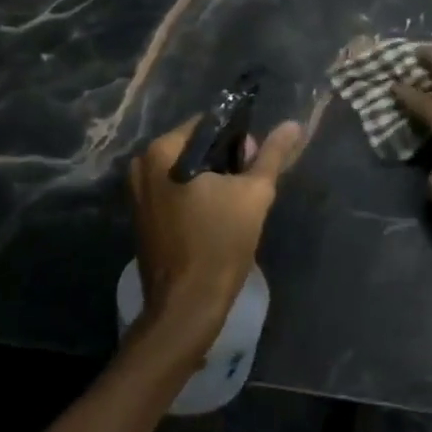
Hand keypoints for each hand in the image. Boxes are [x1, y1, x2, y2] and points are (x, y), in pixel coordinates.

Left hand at [128, 116, 303, 358]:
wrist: (186, 307)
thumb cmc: (219, 244)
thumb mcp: (254, 194)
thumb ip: (272, 154)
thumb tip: (293, 125)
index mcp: (163, 151)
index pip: (210, 124)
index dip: (239, 139)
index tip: (254, 165)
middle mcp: (143, 165)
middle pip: (196, 146)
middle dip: (226, 161)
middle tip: (248, 187)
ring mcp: (138, 193)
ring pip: (186, 170)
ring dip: (213, 180)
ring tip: (235, 205)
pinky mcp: (142, 217)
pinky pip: (174, 191)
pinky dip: (196, 197)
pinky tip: (216, 217)